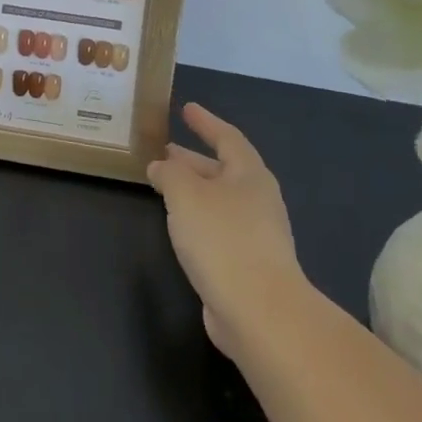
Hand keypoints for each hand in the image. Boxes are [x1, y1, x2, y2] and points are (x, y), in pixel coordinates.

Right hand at [148, 102, 303, 359]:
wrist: (259, 312)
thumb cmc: (222, 239)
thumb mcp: (186, 194)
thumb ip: (170, 173)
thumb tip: (161, 166)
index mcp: (250, 175)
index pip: (227, 137)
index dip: (205, 122)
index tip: (186, 109)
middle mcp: (257, 200)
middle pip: (223, 170)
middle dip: (193, 160)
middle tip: (165, 151)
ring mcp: (256, 235)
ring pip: (218, 201)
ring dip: (192, 190)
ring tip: (162, 185)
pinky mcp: (247, 265)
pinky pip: (217, 228)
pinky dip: (196, 218)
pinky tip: (177, 226)